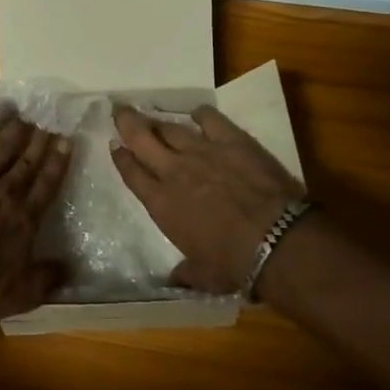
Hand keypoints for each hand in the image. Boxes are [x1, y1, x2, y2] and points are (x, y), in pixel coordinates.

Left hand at [0, 108, 71, 319]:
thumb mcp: (22, 294)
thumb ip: (48, 278)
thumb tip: (71, 268)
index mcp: (26, 218)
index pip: (48, 183)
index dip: (58, 160)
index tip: (66, 140)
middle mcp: (7, 191)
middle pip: (27, 159)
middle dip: (39, 138)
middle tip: (47, 118)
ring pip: (2, 144)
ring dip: (14, 127)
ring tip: (23, 112)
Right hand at [112, 106, 305, 294]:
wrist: (274, 239)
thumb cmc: (233, 263)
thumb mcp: (203, 276)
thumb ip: (186, 272)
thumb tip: (176, 279)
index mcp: (161, 204)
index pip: (132, 174)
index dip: (121, 158)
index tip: (115, 146)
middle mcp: (174, 171)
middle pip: (142, 138)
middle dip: (128, 123)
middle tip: (120, 110)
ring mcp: (202, 151)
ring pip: (171, 127)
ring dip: (159, 121)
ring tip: (152, 115)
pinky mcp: (230, 139)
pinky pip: (209, 118)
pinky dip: (201, 114)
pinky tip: (198, 113)